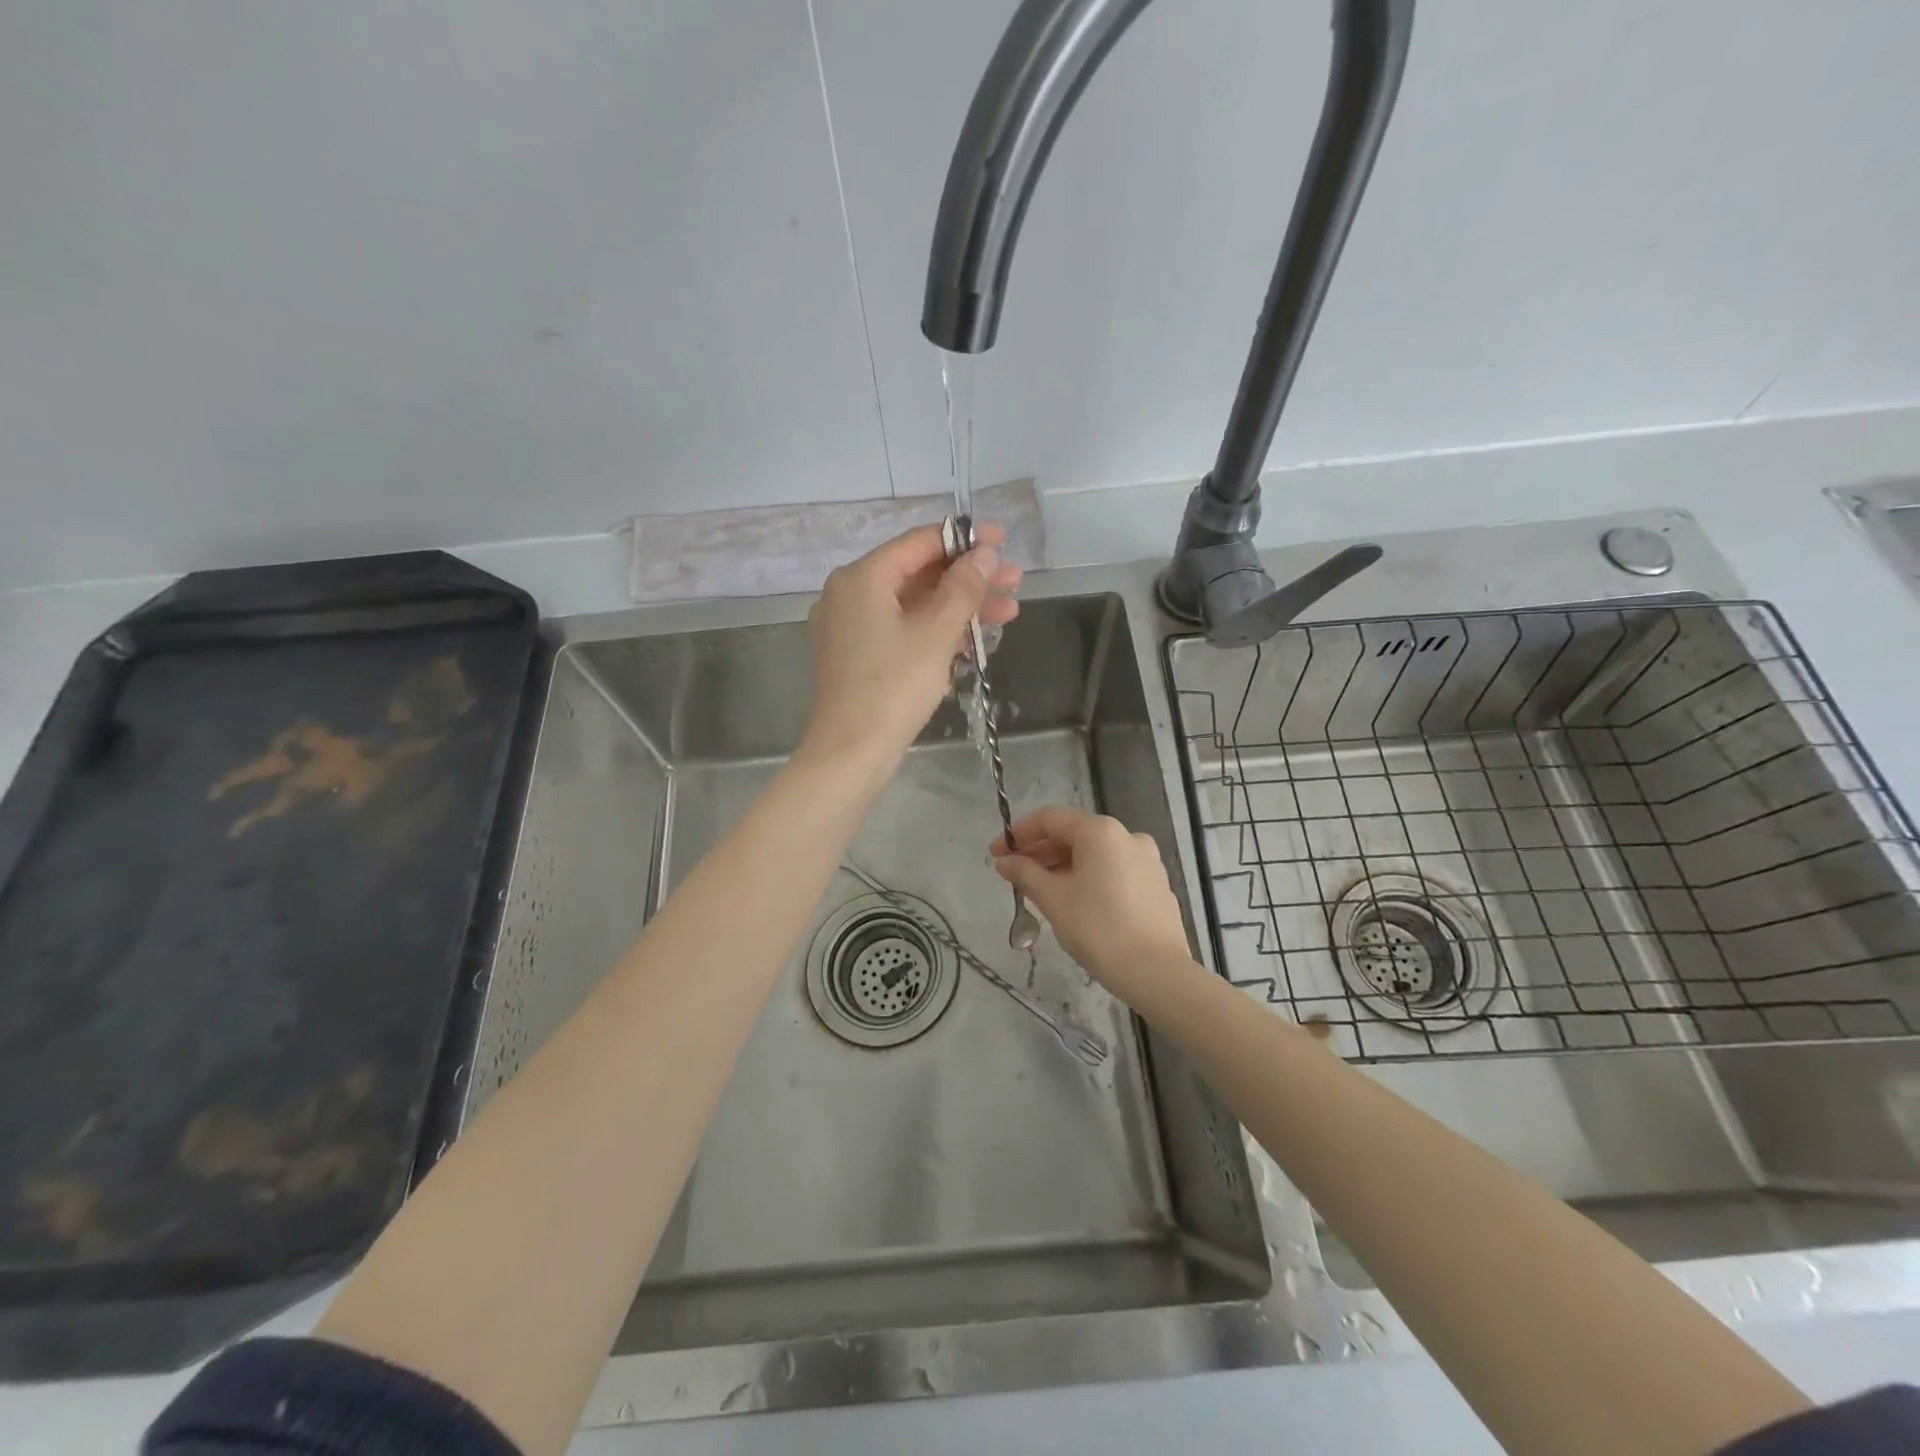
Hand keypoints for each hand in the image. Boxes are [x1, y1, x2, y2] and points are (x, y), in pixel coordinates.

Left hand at [801, 521, 1021, 772]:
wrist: (851, 751)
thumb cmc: (894, 686)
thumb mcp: (936, 633)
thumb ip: (963, 587)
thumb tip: (986, 554)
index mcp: (862, 577)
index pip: (919, 543)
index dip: (965, 539)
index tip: (1004, 541)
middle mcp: (849, 593)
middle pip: (918, 573)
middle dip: (969, 579)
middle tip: (1014, 583)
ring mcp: (849, 626)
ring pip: (912, 604)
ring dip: (959, 607)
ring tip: (1007, 614)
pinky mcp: (856, 655)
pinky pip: (900, 629)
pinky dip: (934, 630)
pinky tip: (972, 639)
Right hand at [990, 807, 1195, 1002]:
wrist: (1156, 972)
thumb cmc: (1098, 929)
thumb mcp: (1053, 899)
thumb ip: (1025, 874)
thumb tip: (1005, 862)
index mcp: (1101, 831)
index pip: (1050, 819)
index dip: (1018, 834)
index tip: (996, 855)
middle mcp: (1127, 836)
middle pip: (1074, 834)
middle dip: (1041, 853)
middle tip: (1015, 876)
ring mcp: (1147, 861)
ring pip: (1095, 854)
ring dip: (1064, 866)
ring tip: (1042, 892)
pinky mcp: (1157, 886)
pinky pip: (1114, 871)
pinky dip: (1090, 878)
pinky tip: (1077, 904)